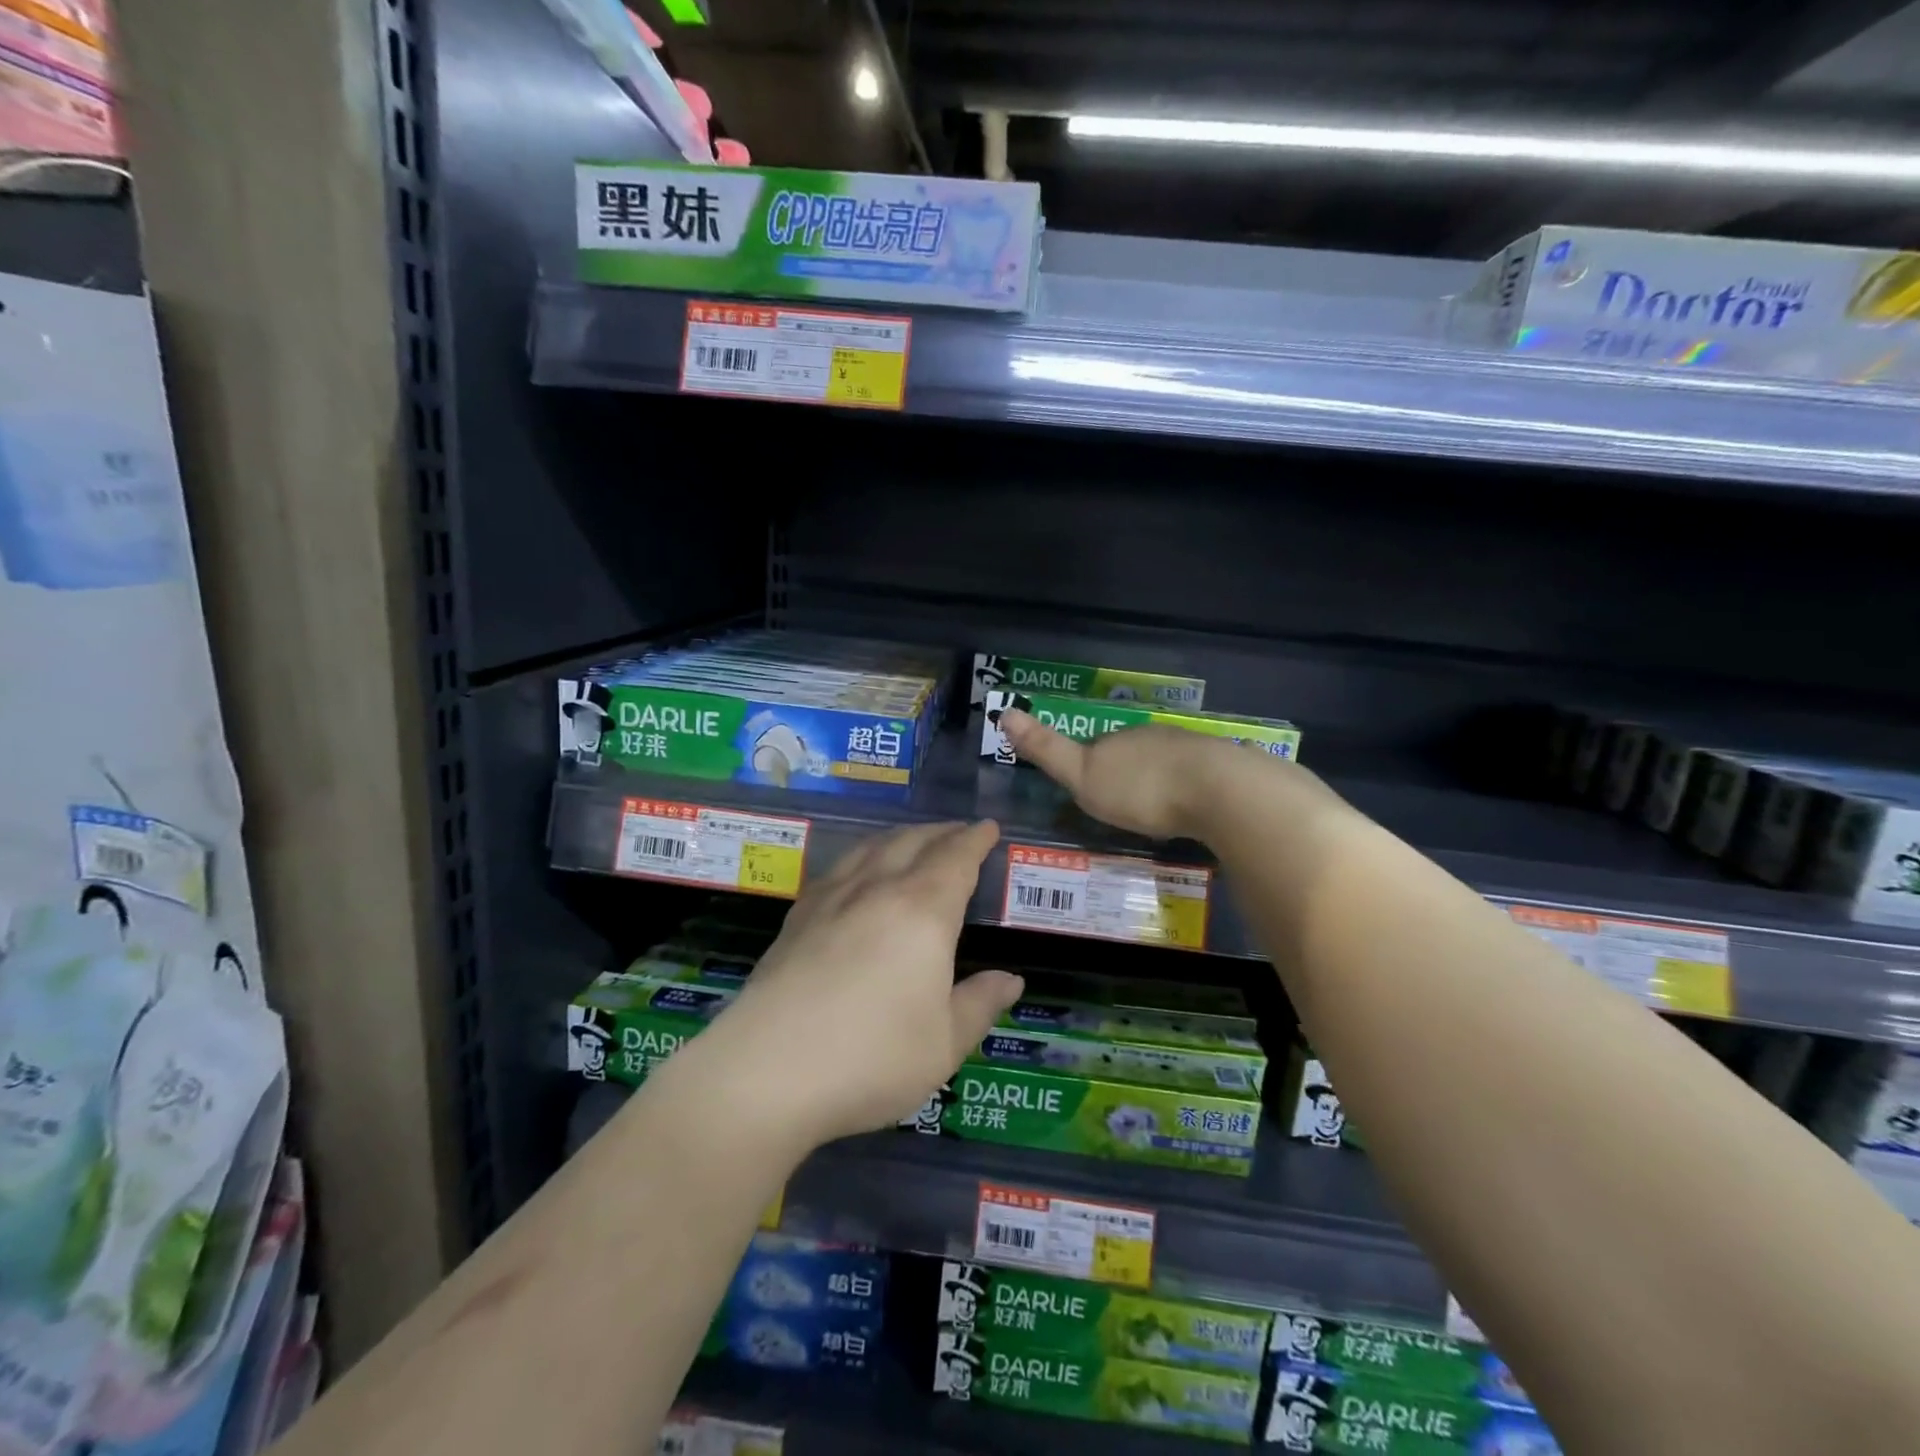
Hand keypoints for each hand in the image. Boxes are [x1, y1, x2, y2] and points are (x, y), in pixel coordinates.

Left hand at [693, 821, 1022, 1148]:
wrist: (767, 1070)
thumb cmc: (872, 1058)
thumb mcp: (944, 1043)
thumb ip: (980, 1004)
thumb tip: (1011, 980)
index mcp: (923, 911)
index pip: (956, 858)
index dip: (975, 839)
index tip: (988, 827)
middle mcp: (877, 890)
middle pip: (913, 842)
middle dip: (941, 832)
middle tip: (959, 832)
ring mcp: (831, 899)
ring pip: (872, 848)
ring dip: (901, 836)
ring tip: (913, 841)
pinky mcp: (797, 917)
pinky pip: (839, 868)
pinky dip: (863, 856)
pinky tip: (857, 872)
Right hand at [998, 708, 1251, 840]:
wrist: (1219, 791)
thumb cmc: (1141, 788)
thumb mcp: (1082, 776)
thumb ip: (1047, 749)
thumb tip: (1004, 712)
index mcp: (1118, 739)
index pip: (1096, 747)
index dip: (1089, 766)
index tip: (1088, 789)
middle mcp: (1153, 737)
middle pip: (1132, 754)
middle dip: (1127, 773)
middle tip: (1123, 805)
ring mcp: (1192, 749)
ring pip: (1167, 763)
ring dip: (1160, 781)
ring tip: (1158, 810)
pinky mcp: (1225, 767)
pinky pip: (1199, 776)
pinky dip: (1191, 789)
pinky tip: (1194, 807)